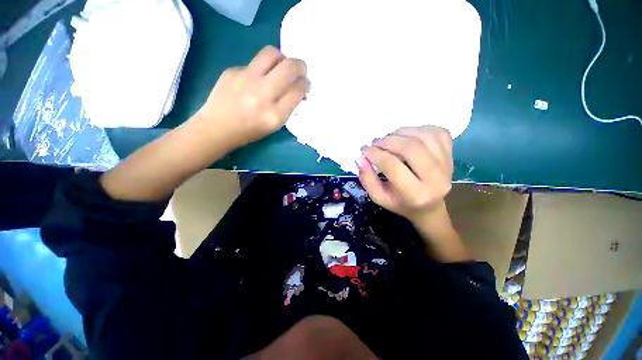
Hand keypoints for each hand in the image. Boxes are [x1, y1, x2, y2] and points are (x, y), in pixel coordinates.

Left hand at [197, 46, 308, 146]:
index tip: (305, 84)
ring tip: (281, 67)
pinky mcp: (232, 70)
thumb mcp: (274, 126)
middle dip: (300, 66)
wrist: (216, 128)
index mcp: (274, 115)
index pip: (297, 90)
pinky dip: (262, 69)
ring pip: (272, 54)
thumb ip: (288, 107)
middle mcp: (262, 94)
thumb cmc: (249, 132)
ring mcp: (245, 79)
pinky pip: (254, 63)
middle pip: (289, 67)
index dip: (305, 84)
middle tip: (300, 70)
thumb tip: (298, 89)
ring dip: (283, 58)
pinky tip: (255, 80)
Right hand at [356, 126, 453, 223]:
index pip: (393, 166)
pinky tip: (407, 137)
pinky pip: (436, 132)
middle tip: (375, 142)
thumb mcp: (379, 197)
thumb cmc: (400, 203)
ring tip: (389, 139)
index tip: (364, 150)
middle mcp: (436, 179)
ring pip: (424, 136)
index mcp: (416, 194)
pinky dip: (418, 129)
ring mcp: (448, 164)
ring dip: (401, 132)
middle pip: (411, 148)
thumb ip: (367, 179)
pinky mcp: (452, 153)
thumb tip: (360, 157)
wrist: (429, 206)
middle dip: (388, 141)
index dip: (375, 154)